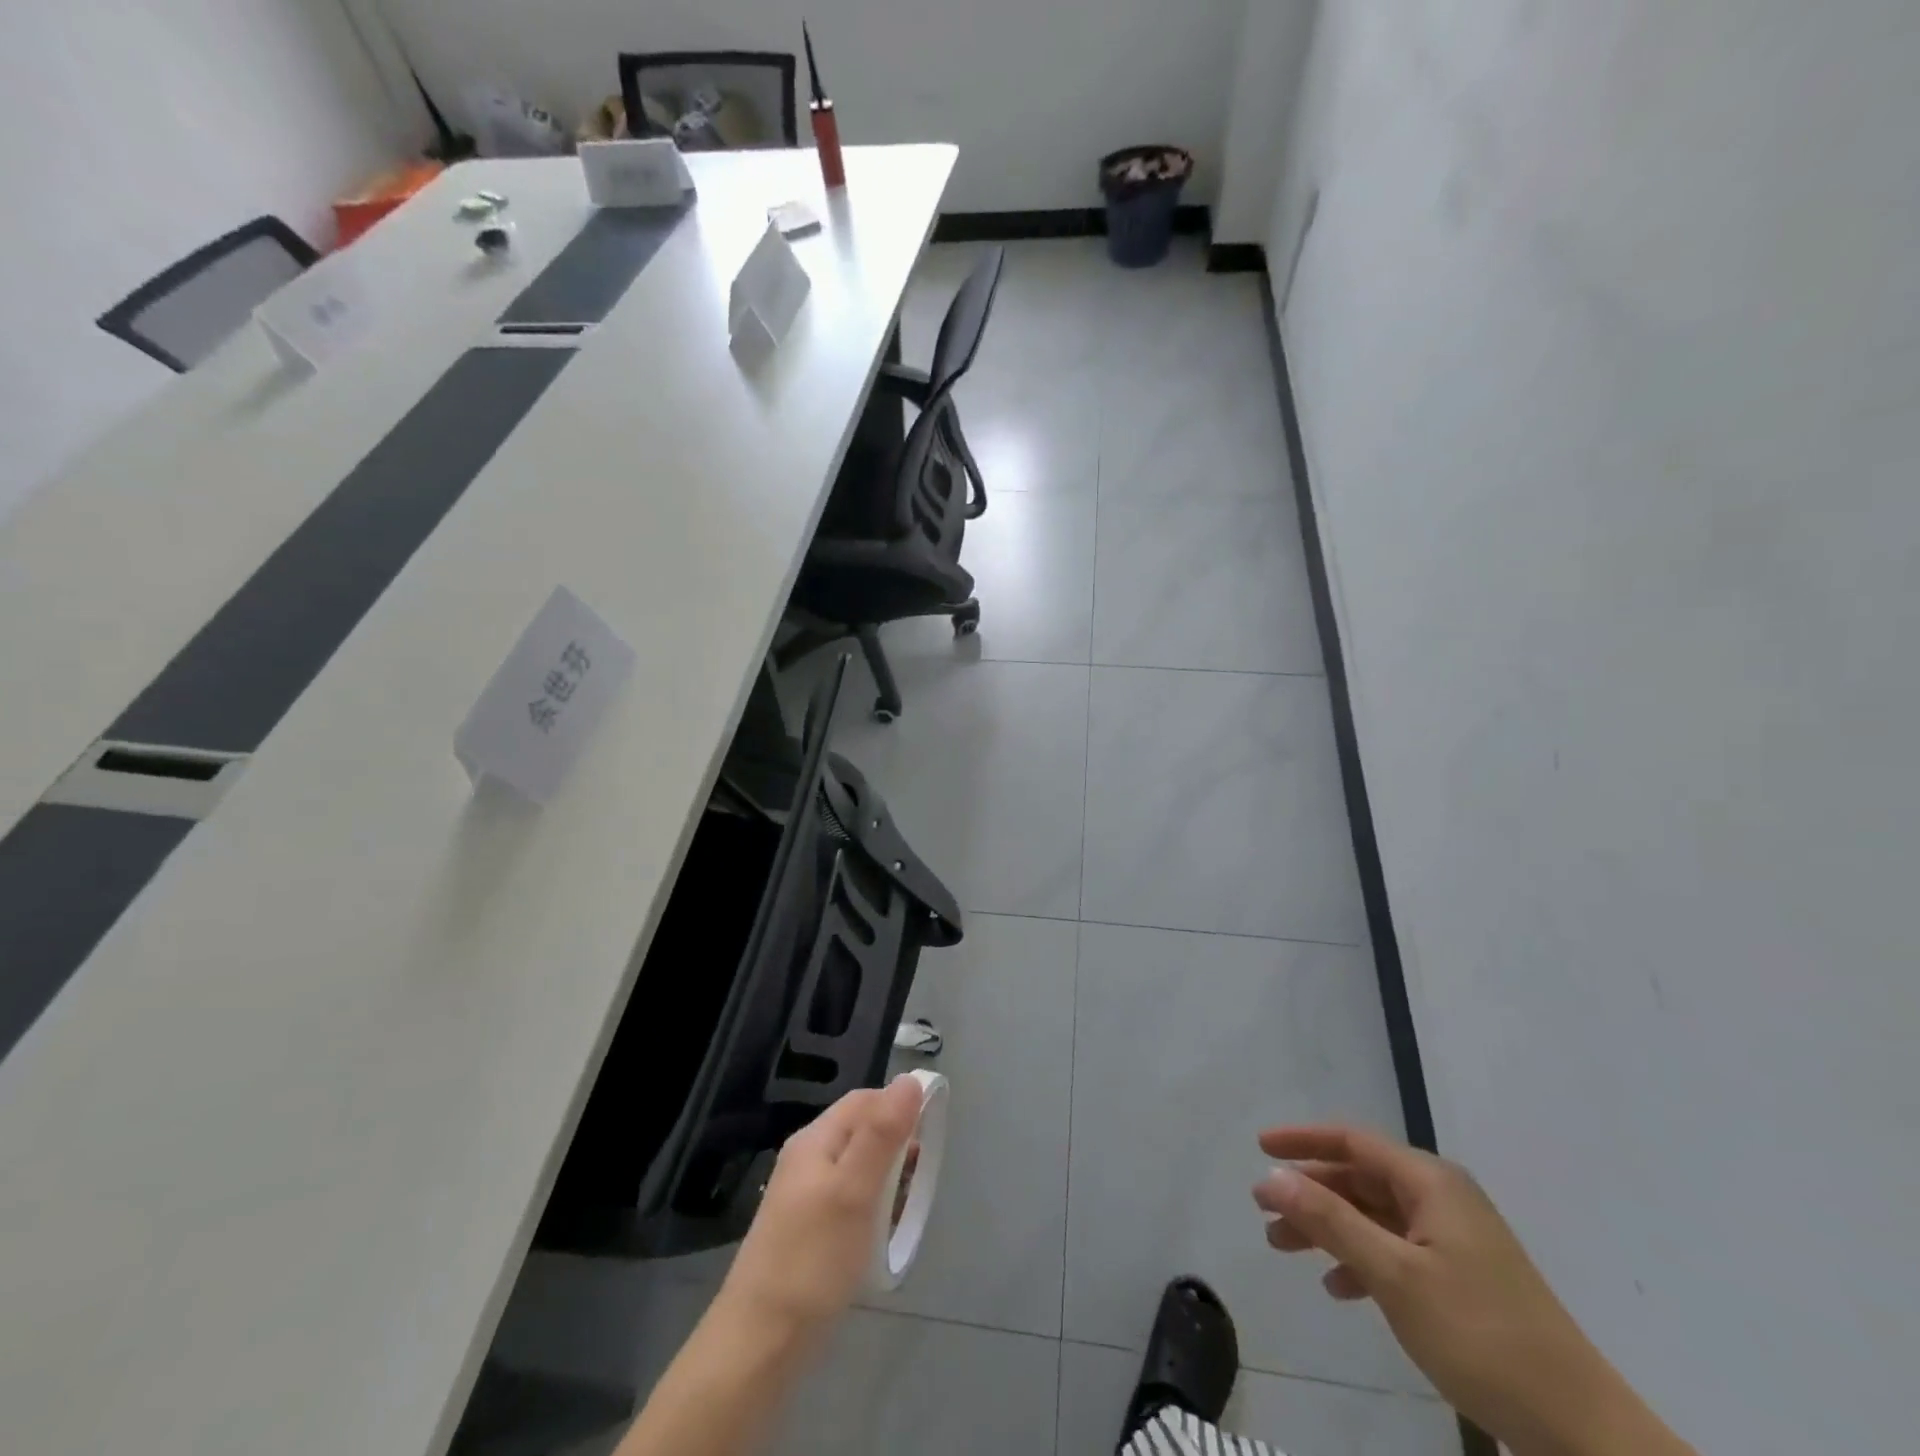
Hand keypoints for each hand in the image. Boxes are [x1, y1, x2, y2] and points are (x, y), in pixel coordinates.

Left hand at [716, 1078, 921, 1342]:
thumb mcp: (855, 1190)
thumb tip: (909, 1079)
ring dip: (886, 1177)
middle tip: (920, 1175)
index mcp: (815, 1140)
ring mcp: (803, 1197)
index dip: (898, 1106)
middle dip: (896, 1144)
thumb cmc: (813, 1259)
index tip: (930, 1132)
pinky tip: (880, 1233)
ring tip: (905, 1206)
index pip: (863, 1101)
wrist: (759, 1345)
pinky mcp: (806, 1232)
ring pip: (857, 1167)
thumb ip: (882, 1133)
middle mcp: (807, 1160)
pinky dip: (872, 1206)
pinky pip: (848, 1200)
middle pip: (860, 1131)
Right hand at [1253, 1126, 1687, 1455]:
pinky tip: (1338, 1288)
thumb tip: (1272, 1175)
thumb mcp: (1394, 1274)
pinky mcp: (1461, 1278)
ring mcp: (1454, 1239)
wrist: (1581, 1430)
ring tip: (1284, 1247)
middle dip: (1309, 1192)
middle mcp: (1441, 1198)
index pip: (1352, 1141)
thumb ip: (1329, 1220)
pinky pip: (1395, 1250)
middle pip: (1359, 1179)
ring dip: (1328, 1228)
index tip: (1259, 1148)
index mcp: (1430, 1182)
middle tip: (1263, 1210)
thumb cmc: (1481, 1335)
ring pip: (1373, 1216)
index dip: (1303, 1140)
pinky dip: (1360, 1261)